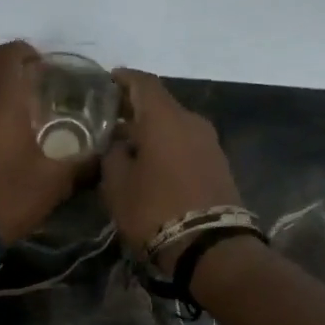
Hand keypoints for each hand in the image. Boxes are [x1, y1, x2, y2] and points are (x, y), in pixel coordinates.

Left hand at [0, 41, 87, 244]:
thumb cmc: (8, 198)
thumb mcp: (54, 183)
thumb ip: (82, 163)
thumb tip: (105, 154)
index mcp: (2, 103)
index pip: (8, 55)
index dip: (25, 52)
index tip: (43, 66)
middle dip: (6, 61)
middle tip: (29, 79)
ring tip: (16, 106)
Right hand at [100, 69, 243, 264]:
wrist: (210, 246)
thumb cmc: (155, 209)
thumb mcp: (118, 185)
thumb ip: (113, 156)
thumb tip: (119, 145)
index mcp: (165, 118)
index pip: (143, 82)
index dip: (122, 79)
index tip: (105, 82)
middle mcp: (191, 121)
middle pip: (160, 103)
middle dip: (134, 107)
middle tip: (109, 117)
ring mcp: (209, 142)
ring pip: (174, 124)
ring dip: (151, 129)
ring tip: (126, 143)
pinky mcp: (218, 163)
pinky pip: (186, 143)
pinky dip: (167, 145)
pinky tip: (150, 161)